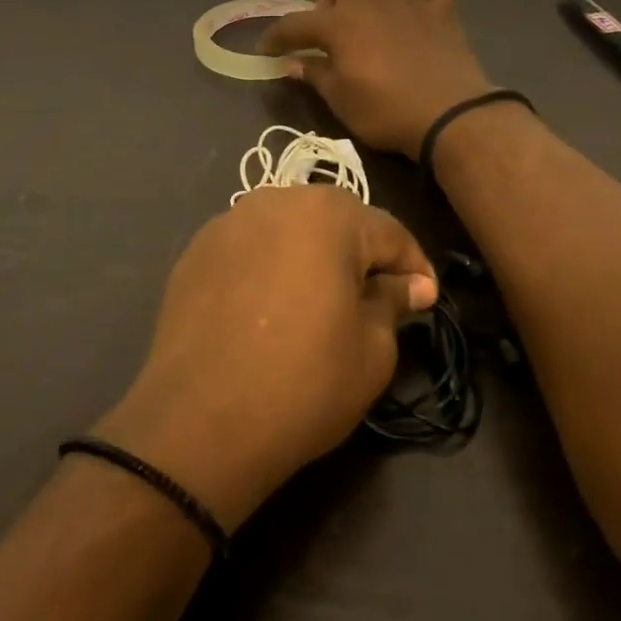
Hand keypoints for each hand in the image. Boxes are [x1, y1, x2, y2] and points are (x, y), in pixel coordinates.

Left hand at [96, 186, 436, 530]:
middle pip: (335, 220)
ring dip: (311, 255)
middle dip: (360, 254)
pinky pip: (250, 247)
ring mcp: (229, 221)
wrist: (200, 420)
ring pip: (288, 228)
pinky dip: (268, 266)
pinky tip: (268, 307)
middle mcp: (276, 200)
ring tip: (319, 298)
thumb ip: (393, 302)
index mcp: (328, 214)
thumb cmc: (304, 382)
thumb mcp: (372, 350)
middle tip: (374, 297)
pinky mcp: (196, 250)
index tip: (424, 299)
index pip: (388, 232)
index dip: (412, 267)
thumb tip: (411, 285)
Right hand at [259, 0, 495, 156]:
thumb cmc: (386, 111)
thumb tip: (294, 64)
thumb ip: (316, 75)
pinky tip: (417, 7)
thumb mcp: (341, 100)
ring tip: (377, 1)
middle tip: (336, 13)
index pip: (296, 23)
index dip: (277, 35)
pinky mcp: (443, 9)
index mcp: (340, 23)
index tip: (267, 48)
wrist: (449, 115)